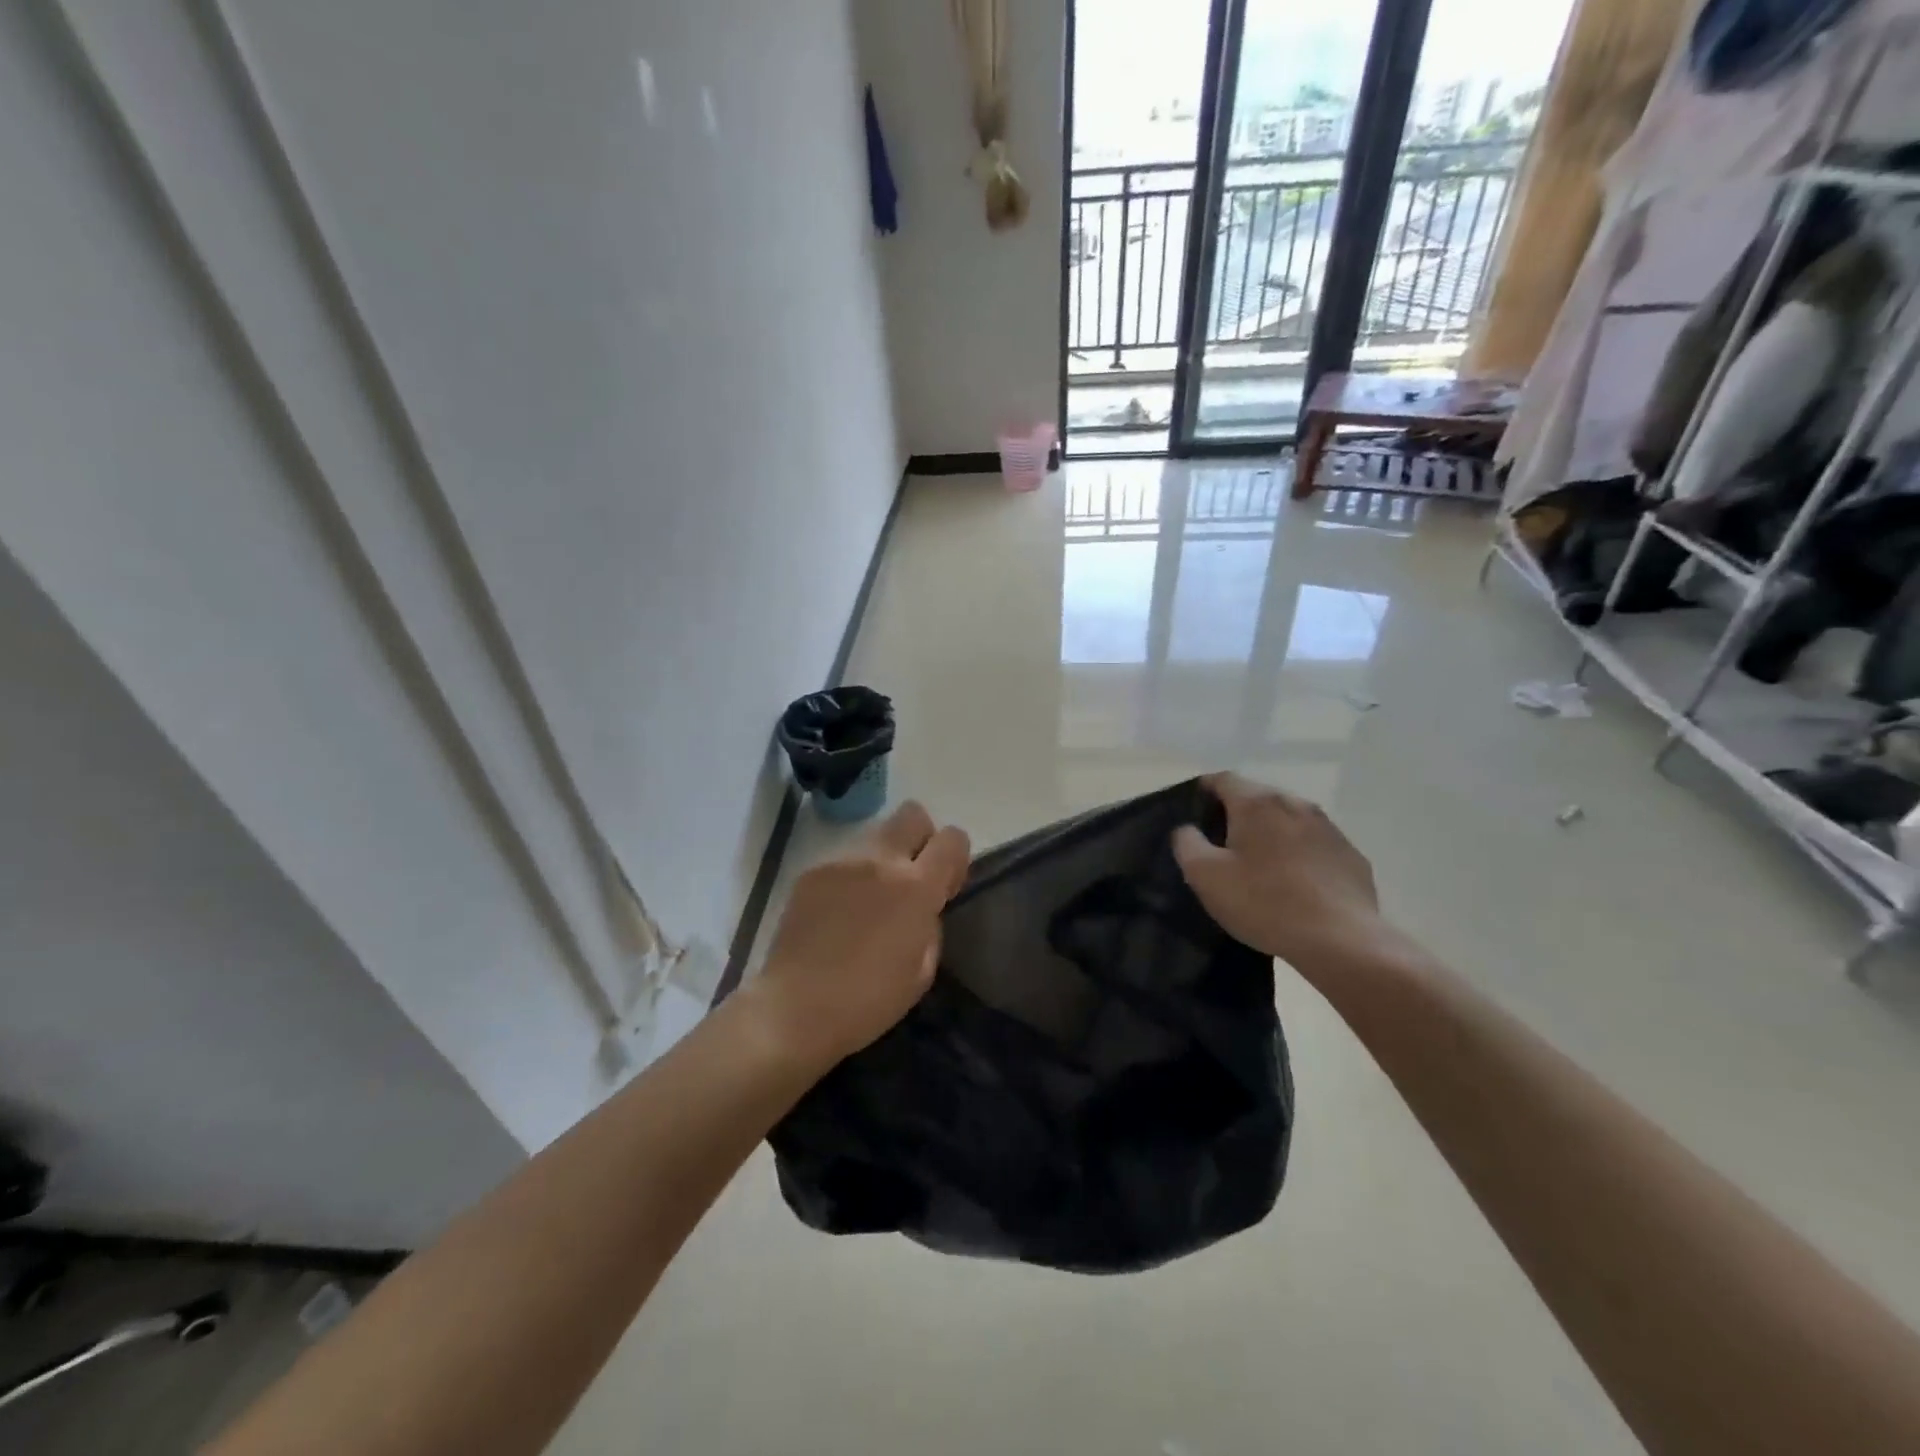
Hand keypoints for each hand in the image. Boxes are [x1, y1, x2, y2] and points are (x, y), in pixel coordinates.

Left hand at [754, 801, 970, 1069]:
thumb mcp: (922, 972)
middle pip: (912, 814)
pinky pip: (843, 863)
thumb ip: (930, 925)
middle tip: (911, 878)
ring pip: (874, 838)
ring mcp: (841, 862)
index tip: (944, 887)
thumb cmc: (868, 1001)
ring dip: (882, 861)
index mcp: (915, 887)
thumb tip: (923, 908)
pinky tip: (837, 917)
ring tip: (867, 905)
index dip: (955, 858)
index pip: (952, 838)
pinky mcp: (811, 872)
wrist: (794, 1009)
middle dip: (920, 837)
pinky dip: (849, 881)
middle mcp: (879, 861)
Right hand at [1173, 773, 1389, 976]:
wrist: (1341, 941)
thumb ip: (1187, 843)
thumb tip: (1188, 829)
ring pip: (1287, 820)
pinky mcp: (1350, 855)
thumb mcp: (1205, 875)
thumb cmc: (1264, 903)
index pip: (1223, 779)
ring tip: (1258, 865)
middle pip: (1257, 798)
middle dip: (1237, 814)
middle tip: (1220, 844)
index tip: (1192, 812)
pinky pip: (1314, 845)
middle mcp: (1295, 803)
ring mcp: (1328, 828)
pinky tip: (1294, 885)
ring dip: (1270, 834)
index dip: (1203, 790)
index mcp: (1257, 803)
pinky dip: (1298, 855)